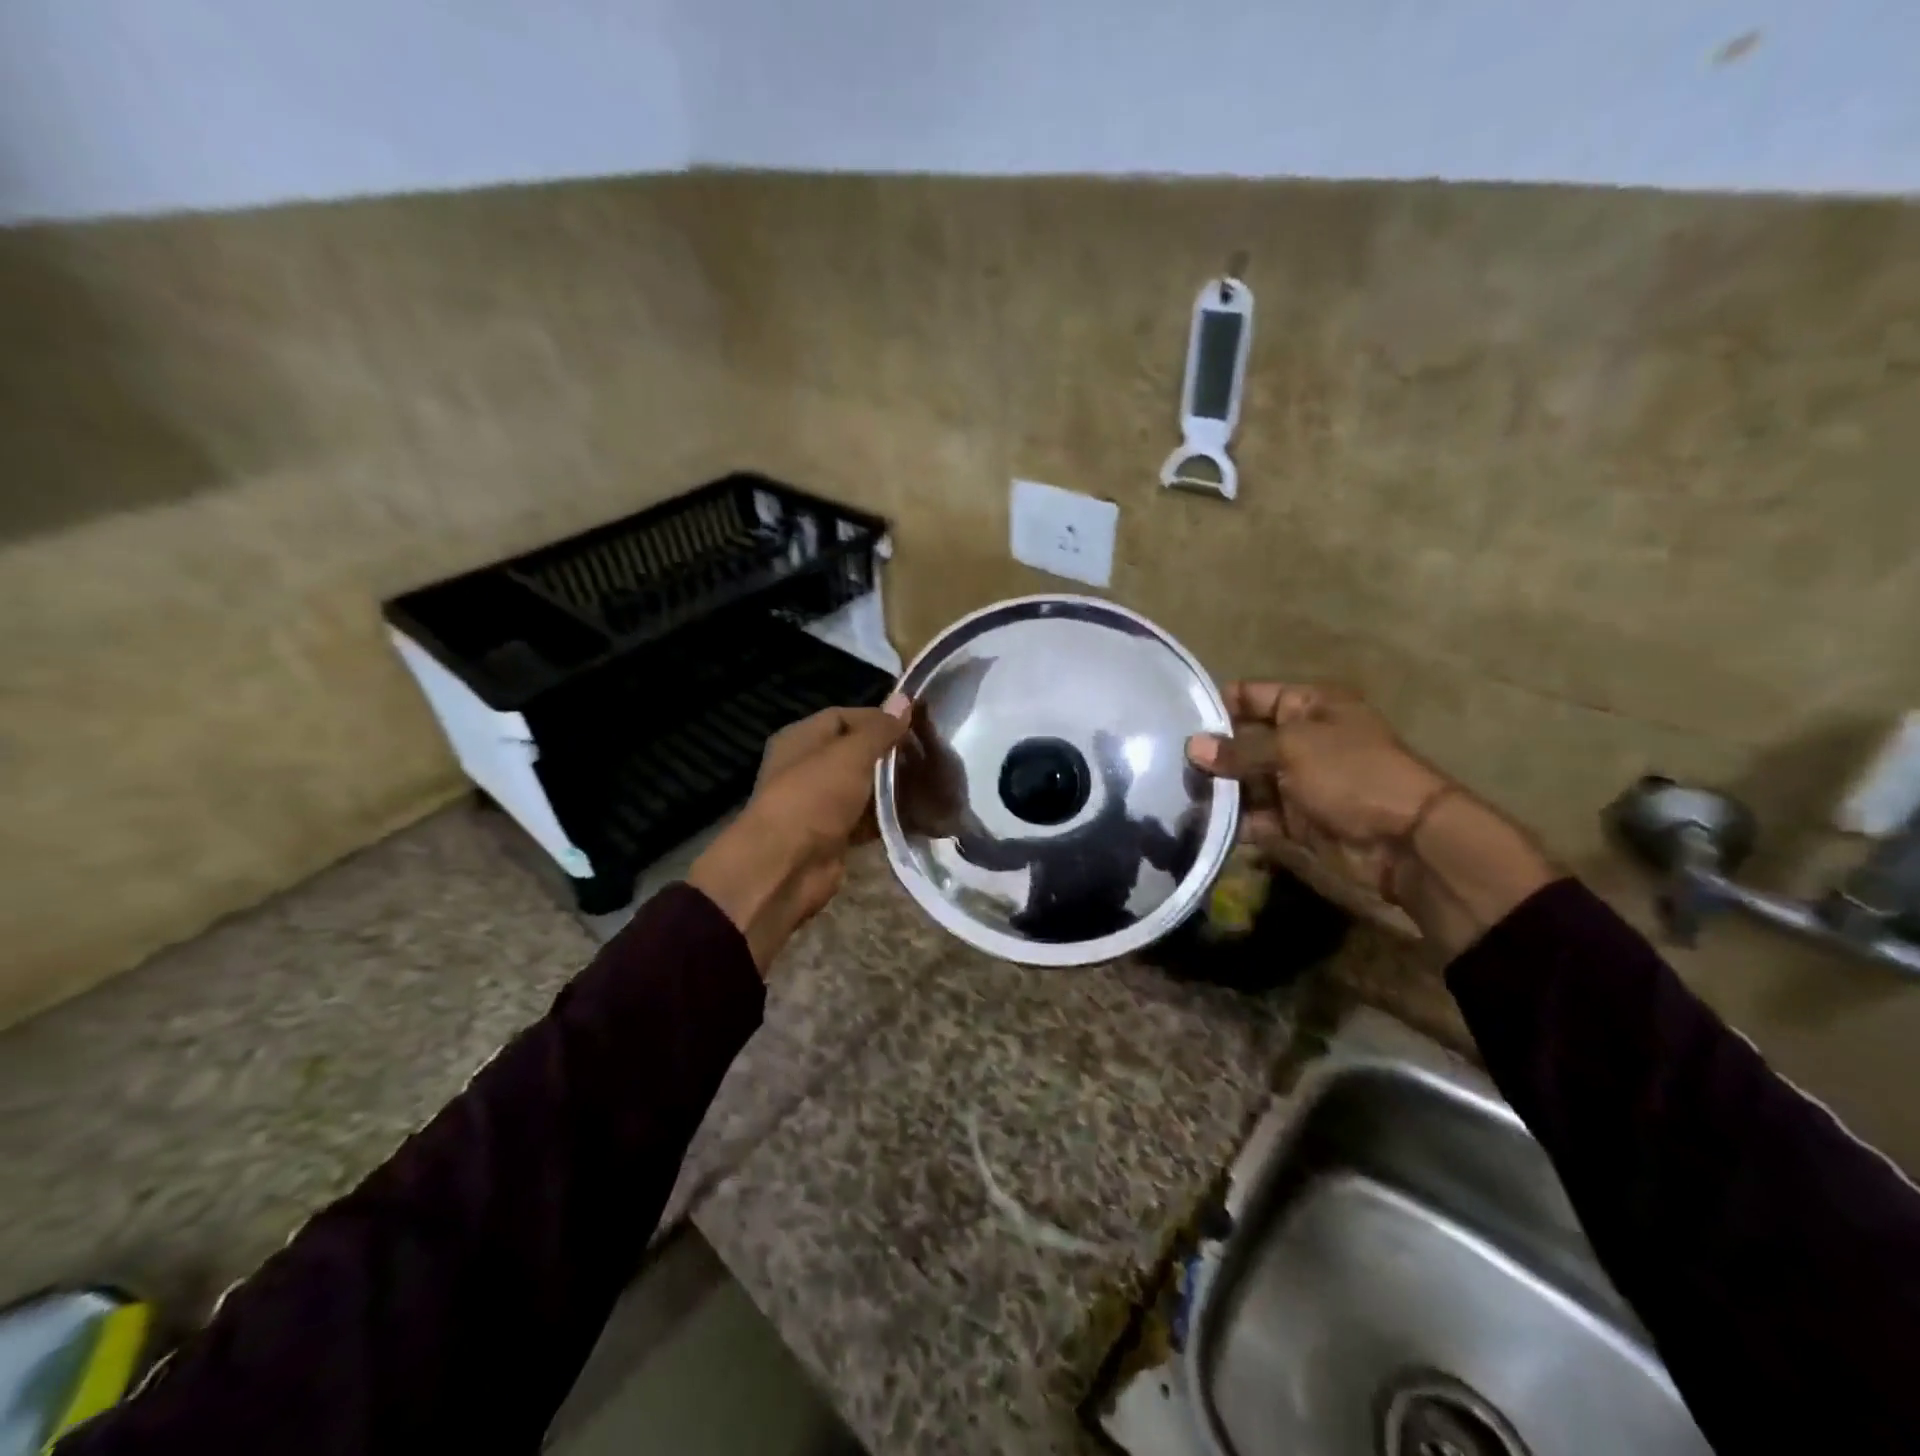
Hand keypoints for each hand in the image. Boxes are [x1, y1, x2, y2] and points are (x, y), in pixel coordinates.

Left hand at [689, 696, 910, 972]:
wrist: (786, 867)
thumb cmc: (814, 797)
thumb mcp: (851, 755)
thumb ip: (880, 730)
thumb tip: (904, 699)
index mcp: (801, 738)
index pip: (844, 716)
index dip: (879, 718)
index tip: (916, 725)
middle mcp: (807, 767)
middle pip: (855, 752)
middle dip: (889, 754)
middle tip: (929, 755)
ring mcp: (819, 803)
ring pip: (862, 787)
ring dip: (891, 787)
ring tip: (931, 782)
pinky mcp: (833, 835)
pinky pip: (865, 819)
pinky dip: (887, 816)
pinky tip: (918, 813)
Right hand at [1186, 683, 1448, 895]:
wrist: (1405, 839)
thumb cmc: (1351, 773)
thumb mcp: (1292, 748)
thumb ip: (1240, 749)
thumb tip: (1192, 748)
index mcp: (1310, 707)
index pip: (1254, 695)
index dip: (1220, 703)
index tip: (1178, 717)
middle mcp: (1302, 740)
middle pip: (1245, 740)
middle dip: (1211, 752)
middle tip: (1167, 761)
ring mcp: (1299, 782)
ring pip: (1247, 781)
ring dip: (1219, 789)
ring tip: (1176, 793)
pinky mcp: (1296, 820)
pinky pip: (1257, 816)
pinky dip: (1235, 821)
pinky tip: (1201, 823)